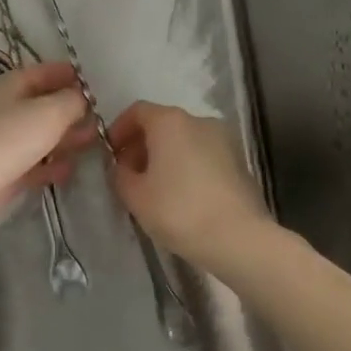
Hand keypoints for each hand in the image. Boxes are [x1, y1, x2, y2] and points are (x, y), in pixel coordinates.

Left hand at [0, 62, 93, 242]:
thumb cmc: (9, 138)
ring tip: (93, 143)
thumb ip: (72, 101)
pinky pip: (33, 163)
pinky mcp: (3, 171)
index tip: (96, 85)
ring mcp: (2, 141)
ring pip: (40, 134)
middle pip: (43, 104)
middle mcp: (4, 108)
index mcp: (10, 84)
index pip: (45, 72)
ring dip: (65, 138)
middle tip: (101, 119)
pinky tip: (70, 170)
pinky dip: (51, 164)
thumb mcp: (50, 112)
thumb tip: (82, 98)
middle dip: (72, 110)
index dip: (70, 75)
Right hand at [109, 102, 270, 271]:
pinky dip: (188, 167)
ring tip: (155, 189)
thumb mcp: (134, 196)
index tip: (111, 154)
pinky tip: (183, 197)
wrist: (239, 238)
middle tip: (129, 175)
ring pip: (185, 141)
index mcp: (170, 121)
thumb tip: (123, 168)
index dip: (119, 129)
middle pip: (162, 124)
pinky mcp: (239, 162)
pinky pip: (204, 156)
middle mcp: (198, 121)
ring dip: (166, 157)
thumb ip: (120, 175)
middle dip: (142, 146)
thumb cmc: (179, 210)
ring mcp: (224, 140)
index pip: (137, 111)